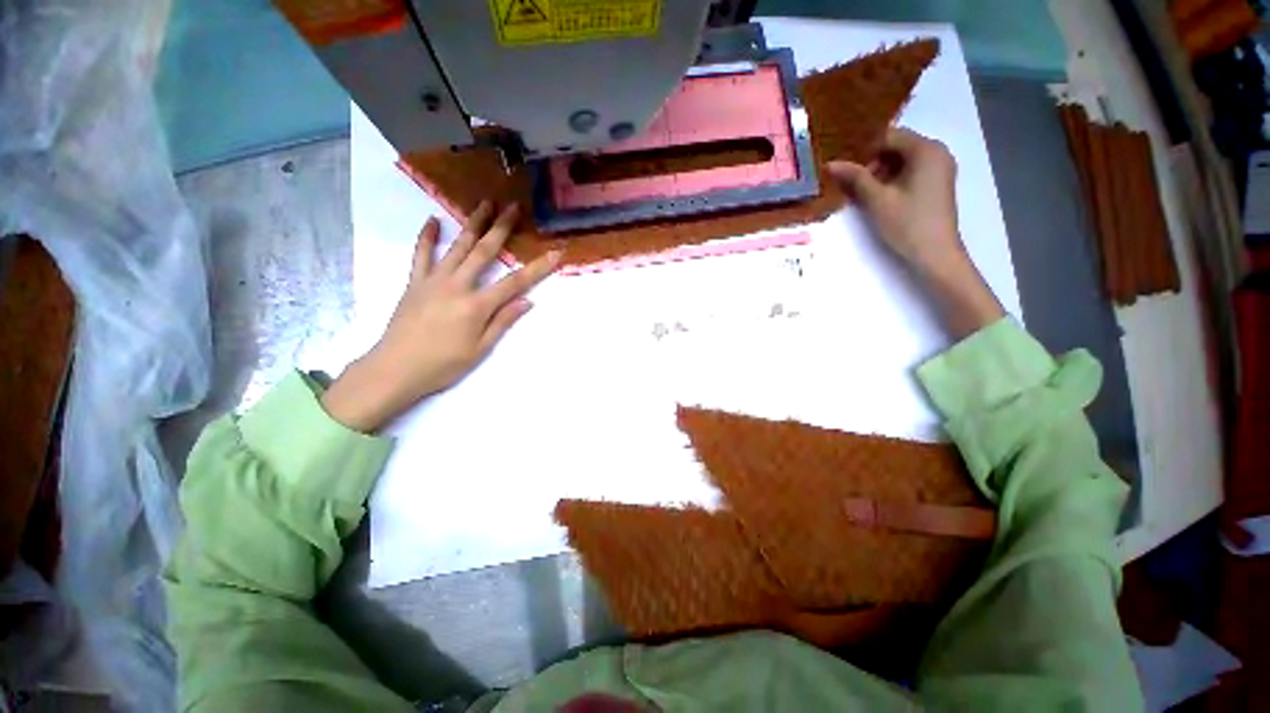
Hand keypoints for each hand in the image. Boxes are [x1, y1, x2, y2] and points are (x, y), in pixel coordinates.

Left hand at [322, 202, 561, 431]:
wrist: (395, 369)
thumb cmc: (443, 365)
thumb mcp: (480, 349)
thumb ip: (503, 322)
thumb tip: (527, 301)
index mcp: (477, 305)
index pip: (515, 282)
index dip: (538, 267)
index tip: (555, 252)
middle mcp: (457, 286)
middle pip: (484, 251)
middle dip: (502, 228)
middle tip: (514, 207)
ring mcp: (433, 280)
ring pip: (458, 246)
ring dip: (473, 223)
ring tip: (485, 203)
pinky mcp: (415, 283)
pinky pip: (421, 255)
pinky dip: (427, 237)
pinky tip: (433, 220)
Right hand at [828, 127, 1002, 337]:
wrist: (935, 254)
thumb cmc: (907, 224)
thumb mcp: (877, 199)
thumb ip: (855, 177)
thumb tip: (831, 163)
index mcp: (926, 150)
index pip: (889, 135)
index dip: (864, 149)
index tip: (844, 167)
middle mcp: (936, 152)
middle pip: (896, 146)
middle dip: (871, 162)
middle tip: (850, 184)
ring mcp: (939, 168)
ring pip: (902, 160)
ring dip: (879, 173)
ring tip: (861, 194)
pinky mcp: (936, 184)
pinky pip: (910, 172)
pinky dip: (892, 180)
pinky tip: (877, 198)